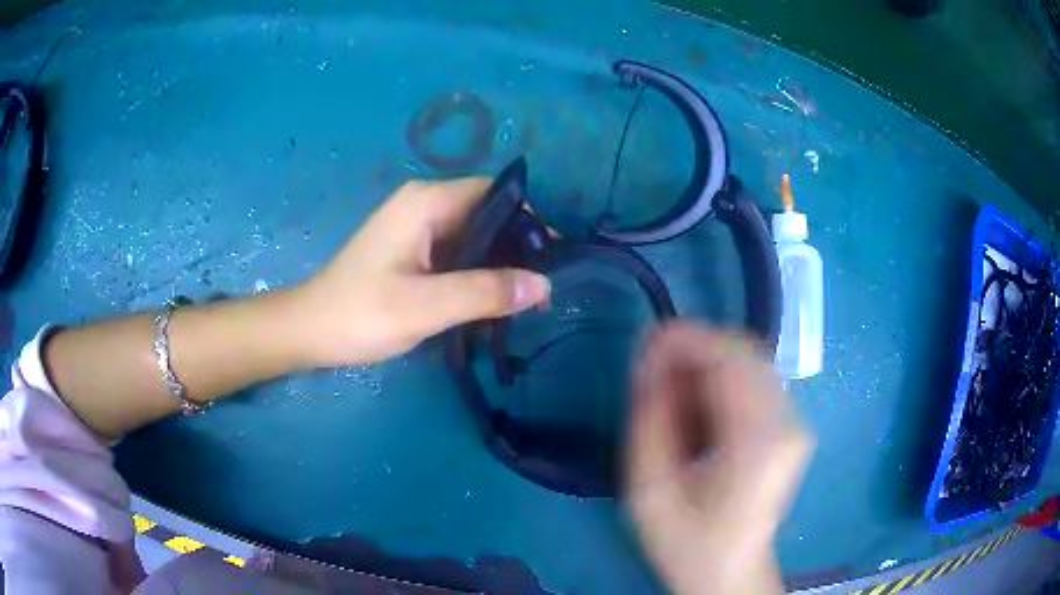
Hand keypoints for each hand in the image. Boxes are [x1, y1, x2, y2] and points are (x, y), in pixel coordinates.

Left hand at [291, 178, 550, 366]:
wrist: (310, 331)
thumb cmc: (360, 314)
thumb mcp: (426, 306)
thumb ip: (485, 292)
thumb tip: (543, 285)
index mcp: (426, 203)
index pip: (494, 194)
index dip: (528, 221)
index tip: (551, 259)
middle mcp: (423, 205)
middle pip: (486, 214)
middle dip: (516, 247)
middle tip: (542, 288)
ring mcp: (415, 227)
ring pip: (473, 236)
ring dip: (498, 264)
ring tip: (525, 300)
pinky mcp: (411, 250)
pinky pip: (456, 253)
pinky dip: (476, 274)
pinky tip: (491, 302)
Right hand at [626, 322, 813, 594]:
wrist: (729, 573)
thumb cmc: (688, 543)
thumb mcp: (650, 492)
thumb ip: (649, 423)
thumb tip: (649, 364)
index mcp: (759, 440)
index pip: (728, 357)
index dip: (684, 340)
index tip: (645, 344)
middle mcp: (788, 421)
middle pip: (743, 351)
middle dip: (693, 349)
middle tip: (652, 369)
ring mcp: (794, 421)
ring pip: (749, 360)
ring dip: (705, 363)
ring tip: (670, 390)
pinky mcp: (790, 426)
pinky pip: (754, 380)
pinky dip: (720, 379)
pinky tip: (696, 404)